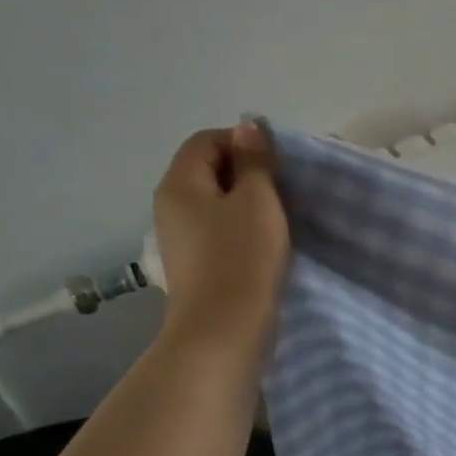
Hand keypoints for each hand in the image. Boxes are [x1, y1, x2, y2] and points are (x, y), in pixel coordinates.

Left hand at [152, 123, 291, 358]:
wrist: (225, 329)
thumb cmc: (243, 256)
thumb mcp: (257, 200)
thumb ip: (254, 161)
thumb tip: (248, 127)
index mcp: (179, 184)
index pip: (206, 141)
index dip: (243, 141)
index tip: (278, 162)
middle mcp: (171, 206)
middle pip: (208, 170)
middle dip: (247, 171)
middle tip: (285, 187)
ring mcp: (180, 238)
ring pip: (216, 202)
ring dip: (248, 201)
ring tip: (281, 215)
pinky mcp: (196, 263)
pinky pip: (219, 229)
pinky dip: (242, 226)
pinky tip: (267, 241)